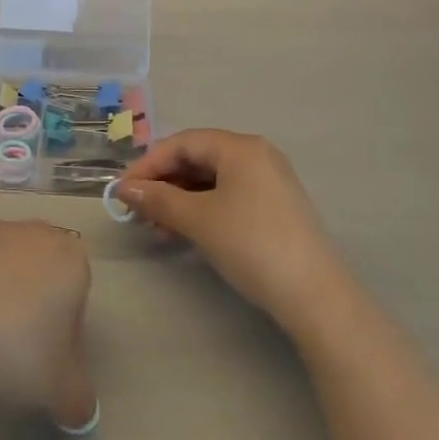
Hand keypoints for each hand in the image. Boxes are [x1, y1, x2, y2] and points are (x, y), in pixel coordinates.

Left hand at [0, 218, 95, 427]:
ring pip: (5, 268)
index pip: (78, 297)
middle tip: (12, 356)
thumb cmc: (12, 352)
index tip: (44, 365)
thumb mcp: (60, 393)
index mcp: (71, 259)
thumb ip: (80, 399)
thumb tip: (80, 409)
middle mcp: (36, 232)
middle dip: (32, 310)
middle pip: (41, 276)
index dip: (65, 336)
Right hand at [116, 129, 344, 334]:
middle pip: (197, 158)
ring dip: (180, 199)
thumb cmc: (252, 244)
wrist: (315, 296)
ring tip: (158, 227)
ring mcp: (269, 181)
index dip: (148, 163)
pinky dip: (202, 208)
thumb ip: (159, 198)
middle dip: (164, 182)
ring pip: (212, 179)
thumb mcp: (199, 220)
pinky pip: (228, 195)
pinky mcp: (275, 207)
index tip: (123, 190)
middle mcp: (256, 154)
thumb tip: (124, 188)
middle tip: (138, 210)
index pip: (182, 143)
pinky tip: (185, 231)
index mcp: (240, 146)